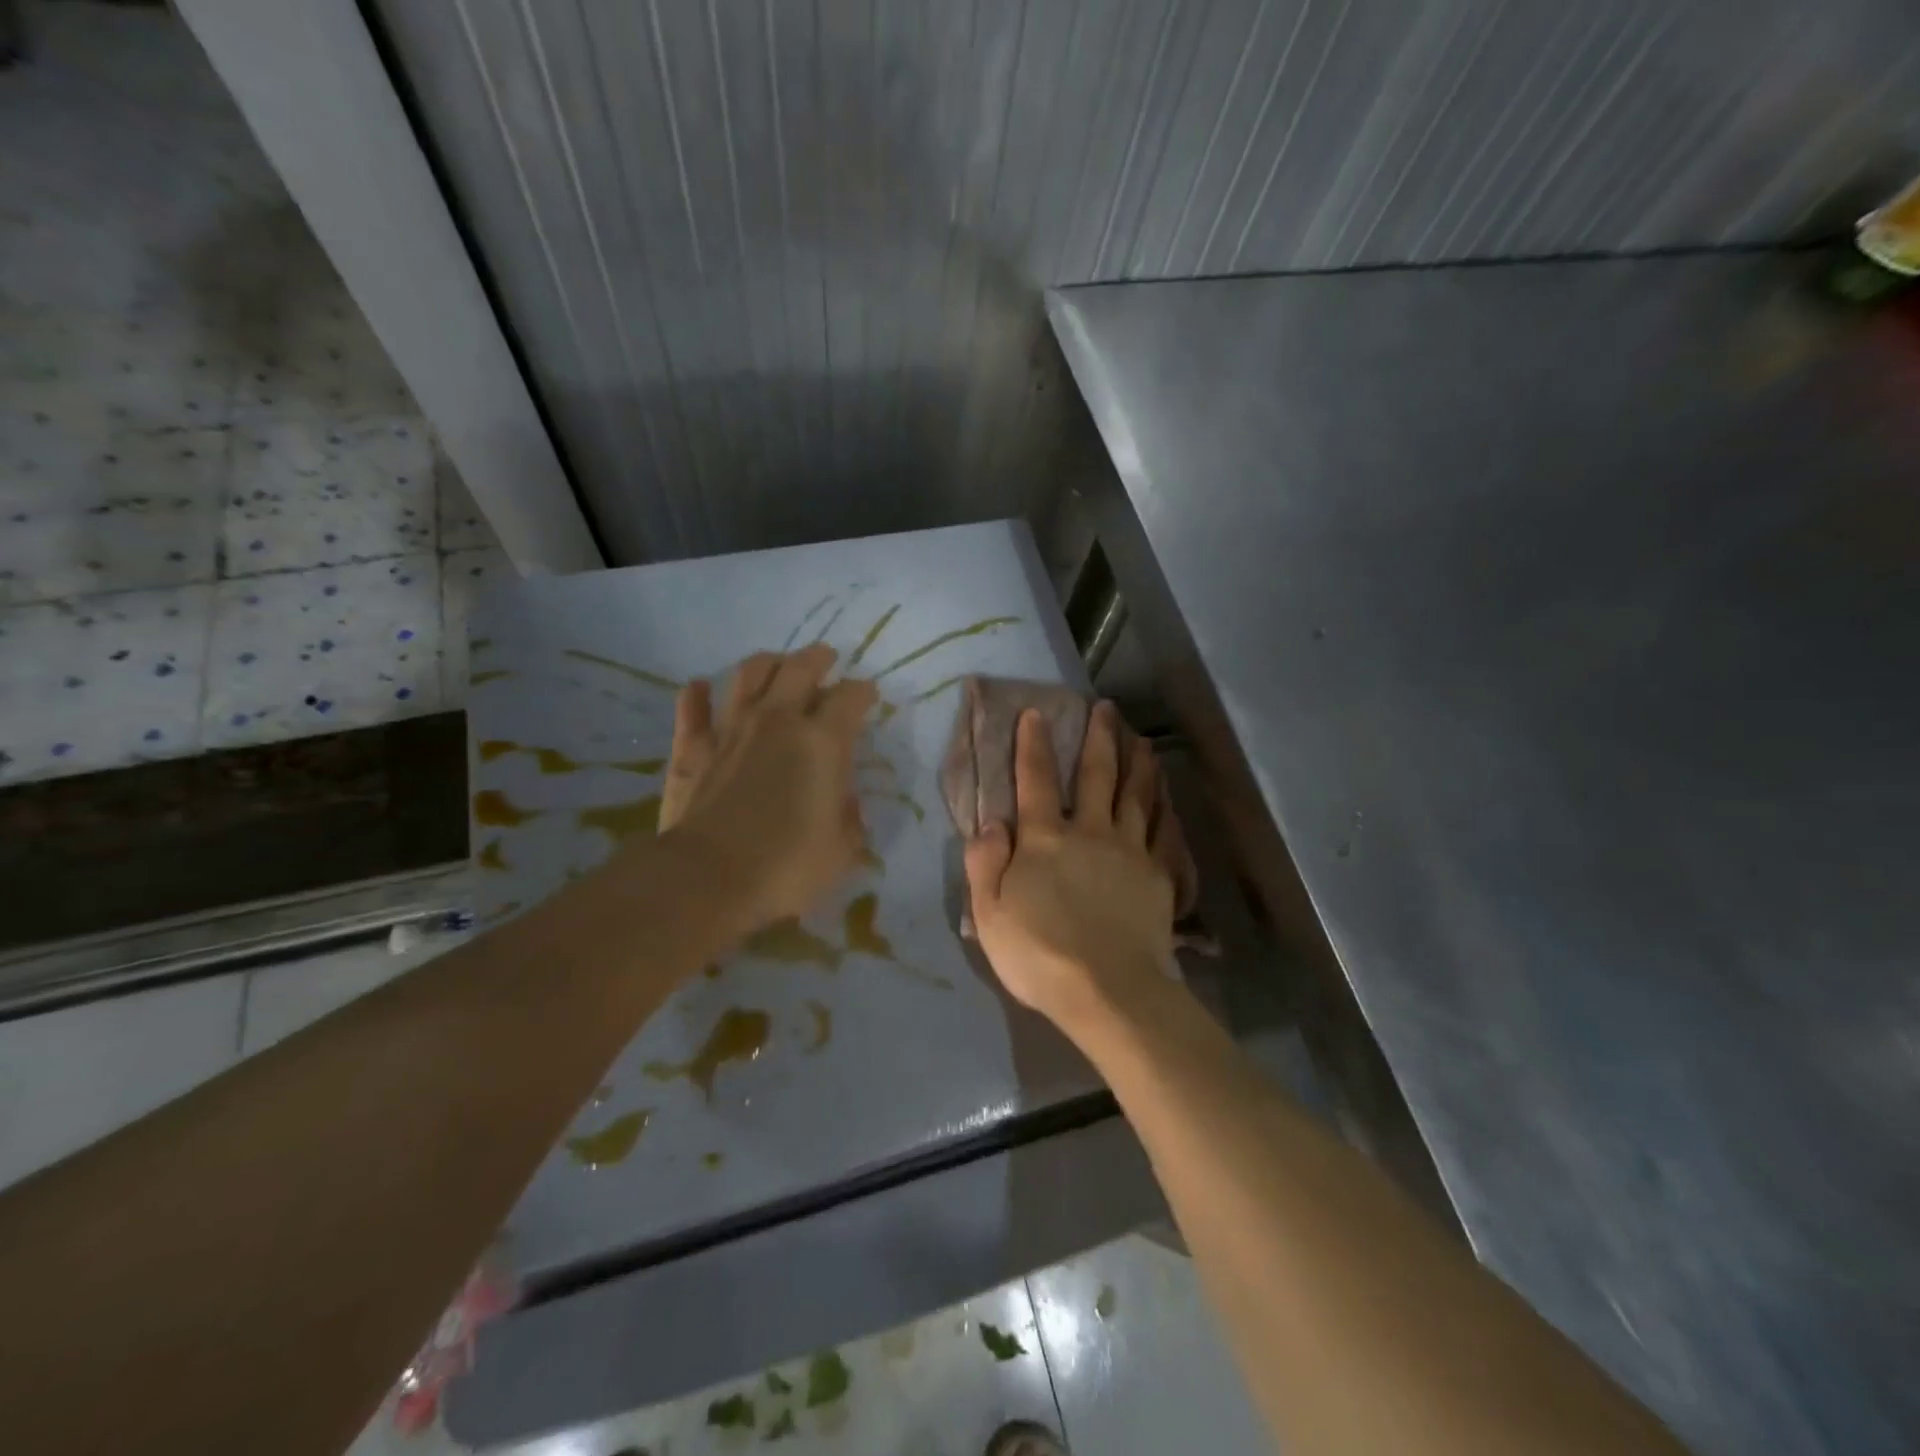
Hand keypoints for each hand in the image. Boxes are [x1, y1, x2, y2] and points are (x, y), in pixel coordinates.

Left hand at [657, 644, 877, 928]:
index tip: (869, 694)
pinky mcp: (693, 747)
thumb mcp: (842, 849)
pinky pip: (692, 707)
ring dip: (767, 662)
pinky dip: (698, 694)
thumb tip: (844, 798)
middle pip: (800, 668)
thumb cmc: (786, 867)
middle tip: (827, 657)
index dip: (864, 691)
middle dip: (818, 658)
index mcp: (823, 742)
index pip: (850, 697)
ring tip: (777, 664)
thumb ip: (849, 815)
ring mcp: (731, 729)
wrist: (707, 880)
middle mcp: (778, 721)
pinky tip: (702, 687)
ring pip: (748, 674)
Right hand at [964, 702, 1175, 1034]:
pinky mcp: (1159, 875)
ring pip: (1137, 795)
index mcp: (1045, 839)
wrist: (1109, 990)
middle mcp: (1090, 832)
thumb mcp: (989, 913)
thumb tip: (991, 822)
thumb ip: (985, 863)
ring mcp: (1130, 851)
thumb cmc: (1039, 954)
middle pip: (1096, 775)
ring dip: (1139, 763)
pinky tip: (1168, 797)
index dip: (1033, 744)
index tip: (1036, 713)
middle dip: (1099, 738)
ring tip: (1142, 740)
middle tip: (1106, 708)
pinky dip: (1165, 809)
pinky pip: (1164, 832)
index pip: (1034, 780)